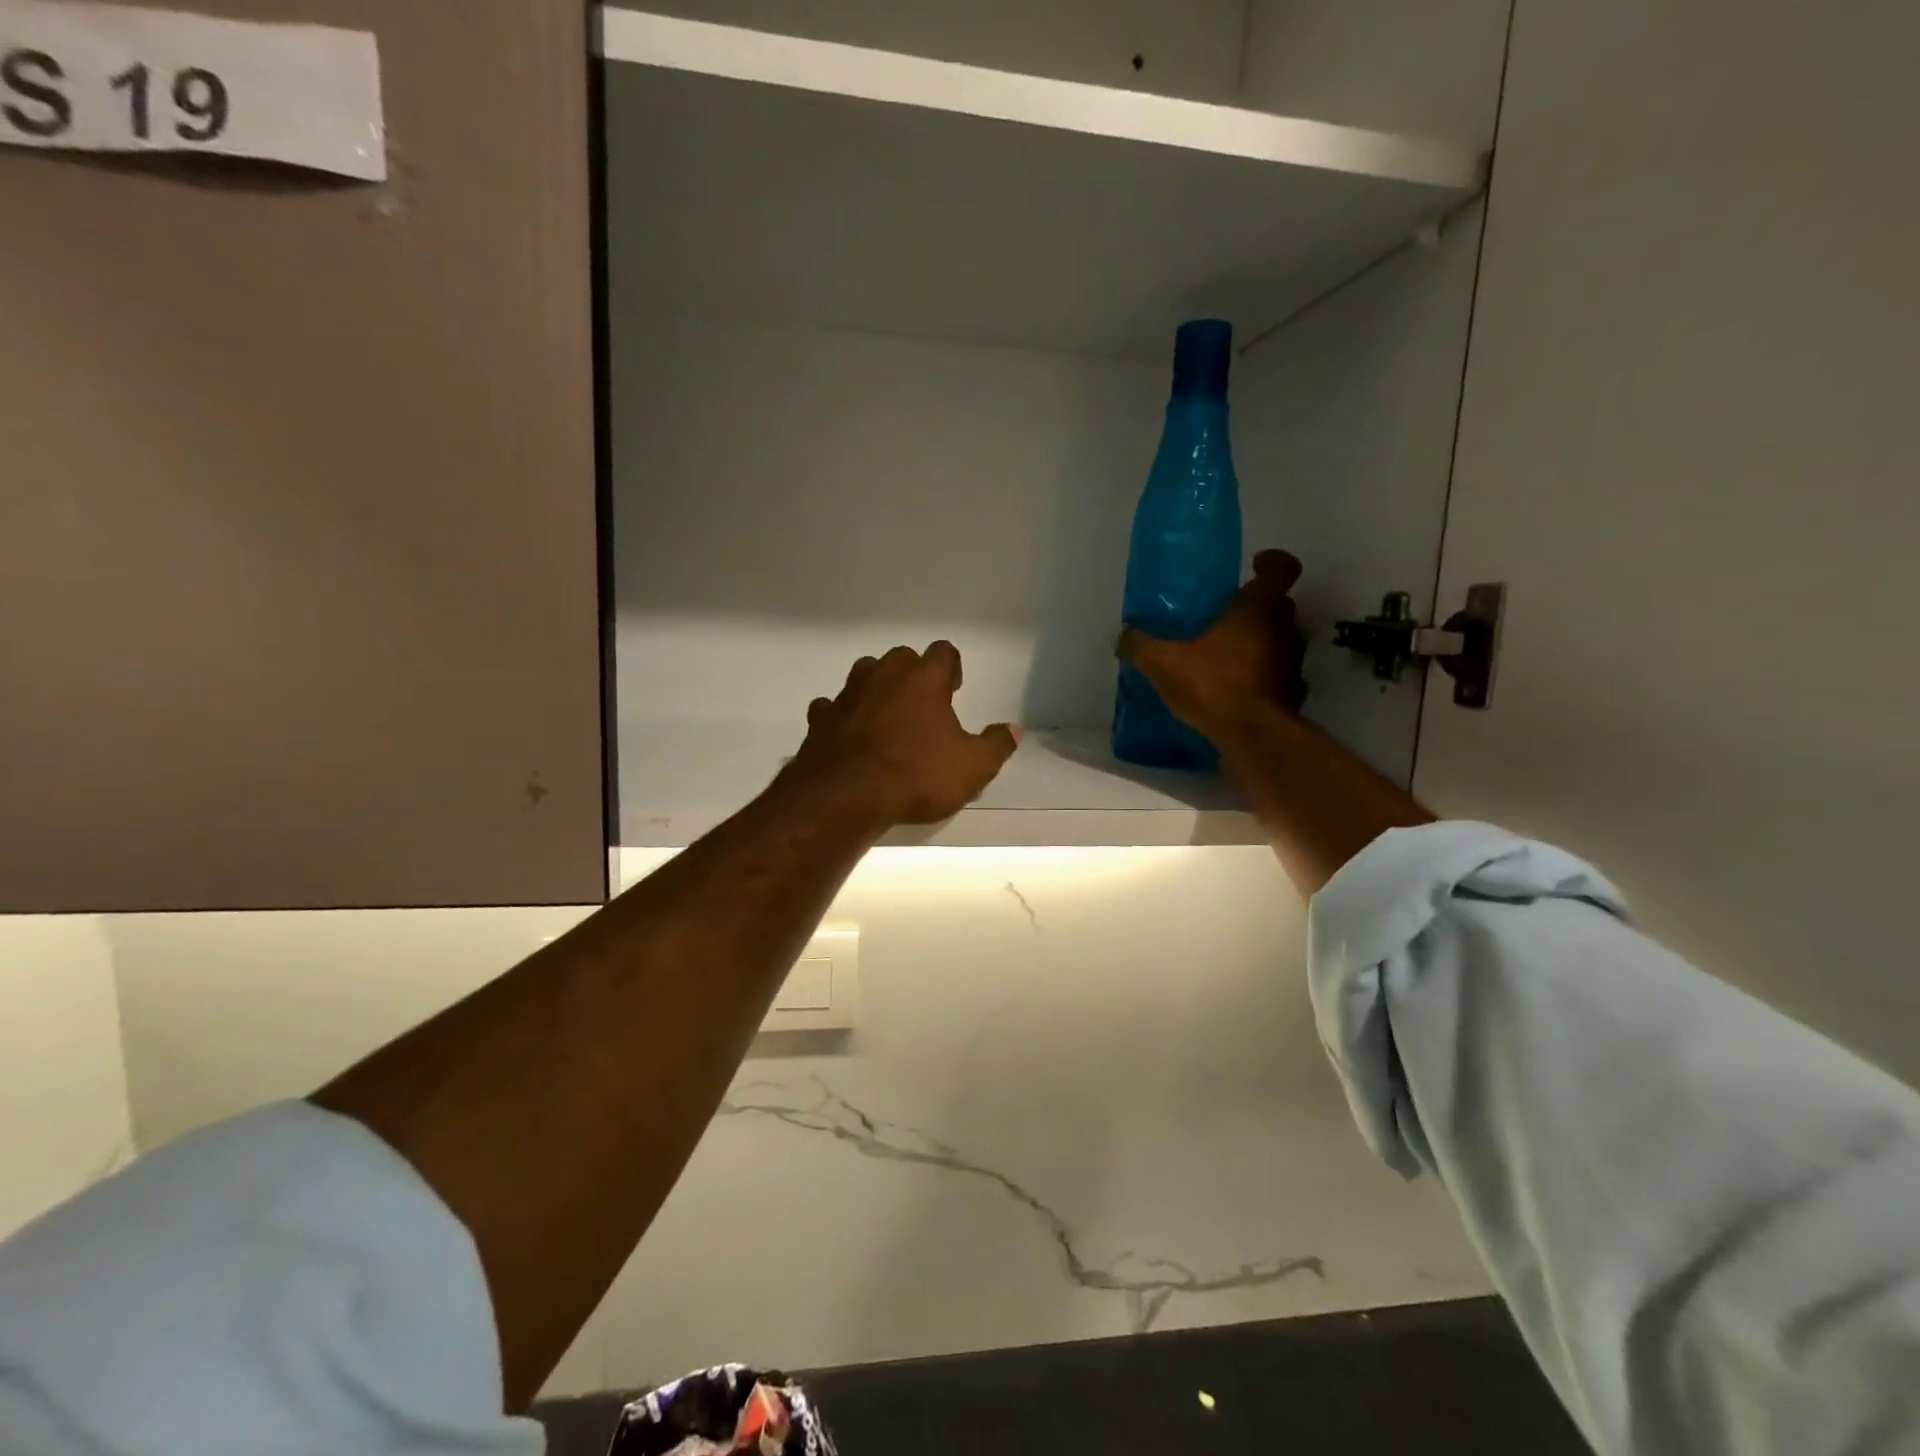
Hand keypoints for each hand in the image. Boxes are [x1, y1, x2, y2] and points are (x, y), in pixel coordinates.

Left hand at [784, 642, 1020, 826]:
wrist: (846, 796)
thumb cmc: (917, 775)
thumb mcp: (973, 767)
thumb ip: (996, 745)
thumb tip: (1014, 730)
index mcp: (923, 679)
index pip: (943, 652)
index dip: (951, 668)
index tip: (954, 689)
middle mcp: (883, 675)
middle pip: (901, 658)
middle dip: (912, 675)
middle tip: (922, 706)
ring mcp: (847, 695)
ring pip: (864, 675)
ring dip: (876, 690)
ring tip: (886, 718)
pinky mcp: (819, 719)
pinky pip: (831, 708)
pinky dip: (841, 717)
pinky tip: (848, 736)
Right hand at [1117, 549, 1308, 737]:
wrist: (1252, 735)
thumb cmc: (1213, 683)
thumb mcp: (1163, 662)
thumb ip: (1140, 645)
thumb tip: (1121, 635)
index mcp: (1259, 607)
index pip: (1282, 568)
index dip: (1272, 562)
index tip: (1255, 565)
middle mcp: (1285, 627)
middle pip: (1278, 605)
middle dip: (1256, 608)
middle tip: (1225, 618)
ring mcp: (1294, 661)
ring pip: (1280, 640)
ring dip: (1260, 643)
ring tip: (1227, 657)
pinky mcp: (1294, 693)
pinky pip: (1278, 675)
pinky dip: (1263, 678)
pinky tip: (1237, 691)